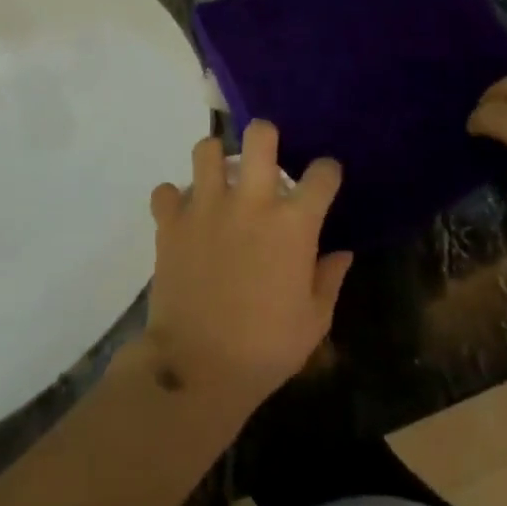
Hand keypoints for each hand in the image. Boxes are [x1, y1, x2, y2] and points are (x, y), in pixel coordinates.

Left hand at [144, 122, 352, 416]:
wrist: (198, 370)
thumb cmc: (266, 349)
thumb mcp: (314, 321)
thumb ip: (329, 279)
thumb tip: (341, 252)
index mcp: (293, 224)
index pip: (322, 173)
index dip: (327, 172)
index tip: (324, 180)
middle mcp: (250, 202)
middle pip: (259, 135)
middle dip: (266, 137)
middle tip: (264, 159)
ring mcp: (206, 208)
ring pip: (206, 149)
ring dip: (214, 159)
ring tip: (219, 179)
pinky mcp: (171, 223)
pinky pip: (165, 192)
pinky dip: (173, 200)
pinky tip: (183, 216)